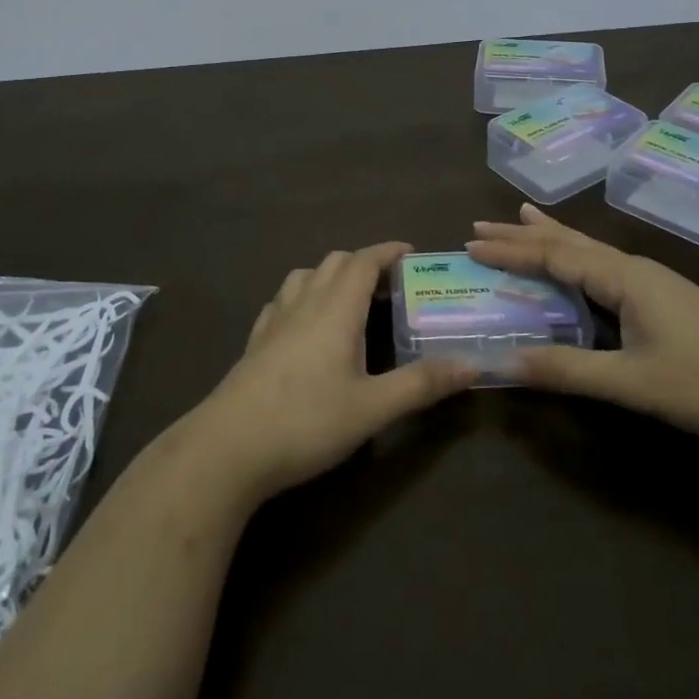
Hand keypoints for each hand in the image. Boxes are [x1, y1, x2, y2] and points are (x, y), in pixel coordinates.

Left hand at [184, 242, 476, 504]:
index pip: (363, 261)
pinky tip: (305, 326)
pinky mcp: (254, 343)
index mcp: (335, 310)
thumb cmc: (306, 422)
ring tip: (349, 301)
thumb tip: (470, 364)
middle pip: (334, 262)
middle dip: (362, 263)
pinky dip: (301, 297)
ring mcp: (274, 321)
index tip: (411, 252)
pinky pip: (281, 301)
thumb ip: (421, 384)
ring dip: (329, 276)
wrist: (228, 448)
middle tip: (388, 285)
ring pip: (303, 277)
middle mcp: (304, 304)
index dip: (387, 251)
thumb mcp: (372, 408)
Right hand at [468, 205, 698, 457]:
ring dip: (550, 237)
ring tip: (521, 217)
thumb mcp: (633, 384)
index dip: (510, 252)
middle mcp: (634, 268)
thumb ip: (568, 371)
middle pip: (569, 243)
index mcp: (624, 278)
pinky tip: (580, 262)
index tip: (469, 244)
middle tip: (480, 224)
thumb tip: (505, 363)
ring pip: (588, 250)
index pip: (554, 255)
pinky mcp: (665, 298)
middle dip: (523, 234)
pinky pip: (604, 265)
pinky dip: (577, 256)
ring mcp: (653, 281)